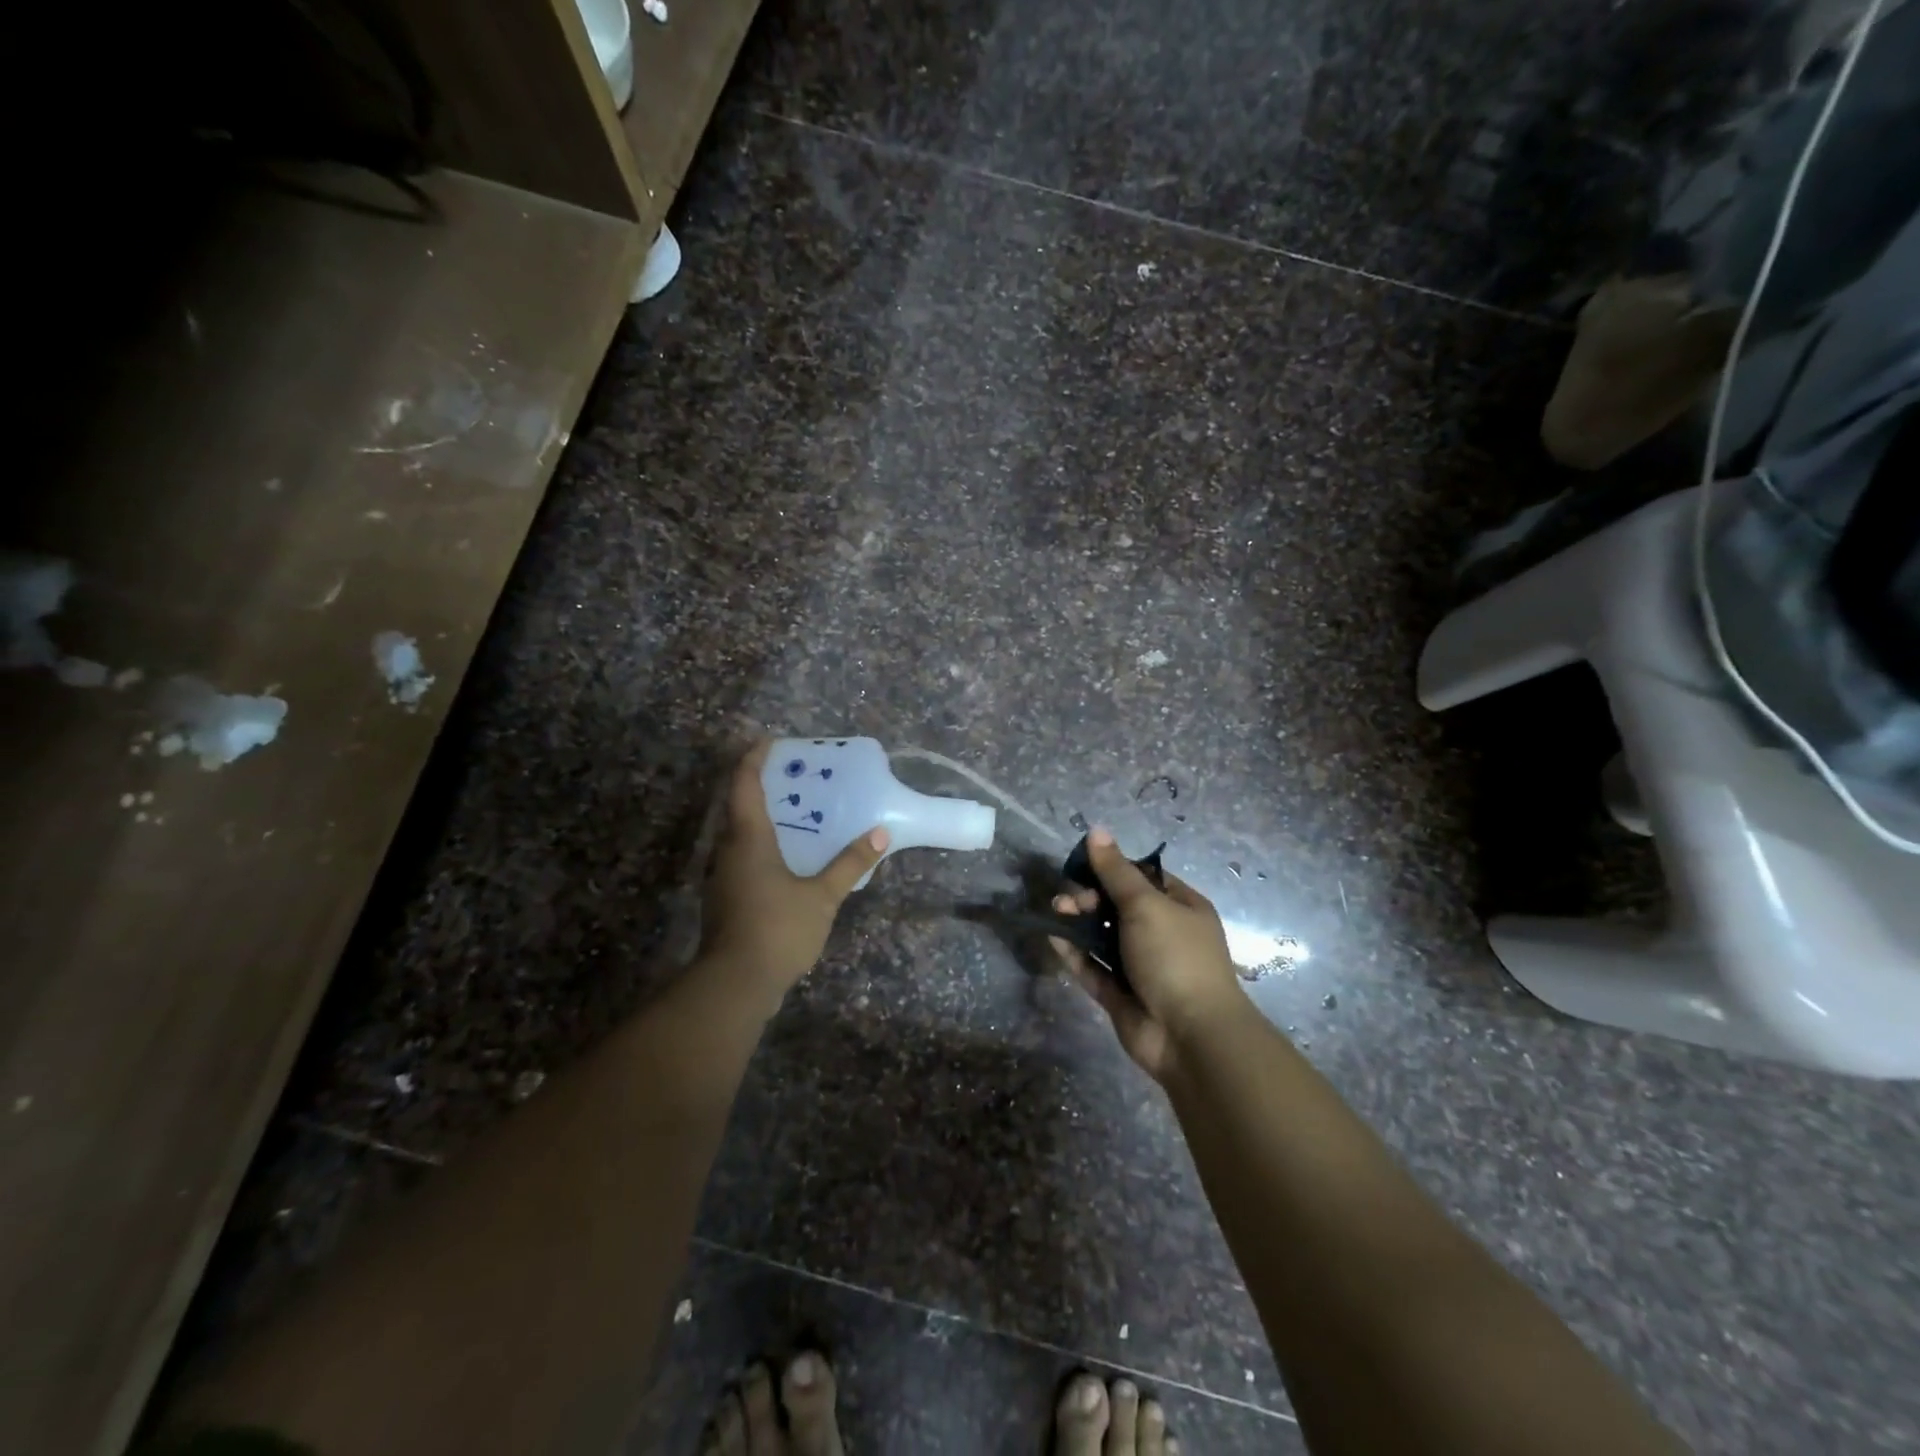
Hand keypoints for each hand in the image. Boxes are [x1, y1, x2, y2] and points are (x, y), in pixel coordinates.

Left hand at [697, 740, 889, 1013]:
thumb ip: (850, 864)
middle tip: (794, 776)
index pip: (745, 784)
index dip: (754, 758)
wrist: (735, 984)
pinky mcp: (727, 899)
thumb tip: (880, 834)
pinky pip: (744, 857)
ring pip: (740, 834)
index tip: (769, 741)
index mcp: (748, 839)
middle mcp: (729, 850)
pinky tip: (789, 858)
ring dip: (763, 818)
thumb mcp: (822, 896)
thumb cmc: (777, 929)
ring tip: (797, 813)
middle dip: (762, 786)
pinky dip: (763, 846)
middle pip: (739, 806)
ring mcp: (724, 876)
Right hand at [1049, 829, 1246, 1081]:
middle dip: (1090, 896)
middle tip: (1070, 897)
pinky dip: (1074, 951)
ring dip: (1078, 921)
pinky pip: (1093, 967)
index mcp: (1180, 907)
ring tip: (1056, 911)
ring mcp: (1140, 965)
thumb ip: (1115, 871)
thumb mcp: (1146, 905)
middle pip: (1118, 906)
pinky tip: (1053, 936)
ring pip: (1102, 936)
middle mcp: (1161, 933)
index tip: (1083, 864)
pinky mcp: (1119, 993)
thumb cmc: (1175, 956)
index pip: (1142, 878)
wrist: (1190, 1035)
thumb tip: (1097, 831)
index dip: (1112, 868)